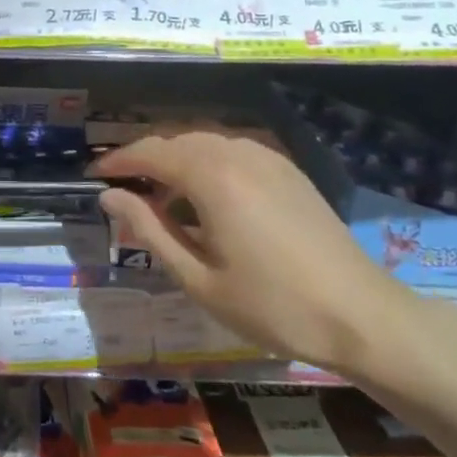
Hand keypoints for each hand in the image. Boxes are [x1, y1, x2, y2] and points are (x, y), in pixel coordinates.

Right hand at [93, 132, 421, 376]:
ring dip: (177, 161)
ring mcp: (268, 158)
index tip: (93, 176)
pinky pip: (234, 152)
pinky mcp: (289, 171)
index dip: (117, 161)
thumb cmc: (273, 306)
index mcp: (212, 177)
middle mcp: (237, 153)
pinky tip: (208, 200)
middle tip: (123, 190)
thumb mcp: (198, 278)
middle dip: (145, 159)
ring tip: (162, 200)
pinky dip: (208, 164)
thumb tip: (110, 196)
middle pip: (176, 140)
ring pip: (205, 143)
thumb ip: (149, 230)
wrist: (363, 316)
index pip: (150, 152)